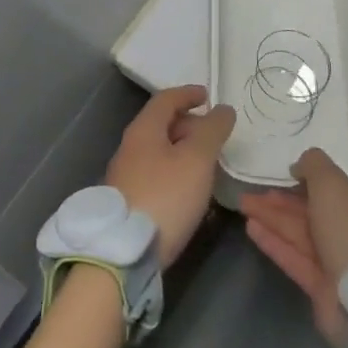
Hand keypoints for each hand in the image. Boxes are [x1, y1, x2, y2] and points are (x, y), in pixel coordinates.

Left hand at [104, 86, 234, 267]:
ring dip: (182, 151)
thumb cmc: (165, 196)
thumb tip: (223, 109)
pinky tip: (188, 192)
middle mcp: (130, 147)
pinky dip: (175, 172)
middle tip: (213, 135)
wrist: (124, 253)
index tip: (207, 96)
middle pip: (161, 124)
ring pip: (158, 151)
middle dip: (188, 124)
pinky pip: (155, 174)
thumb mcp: (196, 160)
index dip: (188, 94)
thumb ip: (212, 131)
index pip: (166, 99)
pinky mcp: (127, 202)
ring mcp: (125, 175)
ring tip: (206, 165)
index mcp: (144, 129)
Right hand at [239, 148, 347, 340]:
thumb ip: (313, 165)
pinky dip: (275, 243)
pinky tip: (251, 228)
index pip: (339, 189)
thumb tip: (299, 167)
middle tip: (254, 192)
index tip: (286, 176)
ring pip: (302, 234)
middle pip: (315, 211)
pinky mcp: (326, 290)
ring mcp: (343, 263)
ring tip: (243, 204)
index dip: (310, 182)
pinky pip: (297, 259)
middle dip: (283, 201)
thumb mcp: (332, 180)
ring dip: (273, 218)